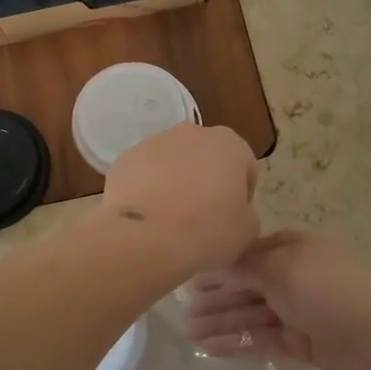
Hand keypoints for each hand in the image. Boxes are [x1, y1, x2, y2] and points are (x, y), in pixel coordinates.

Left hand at [96, 123, 259, 276]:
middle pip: (205, 157)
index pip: (244, 165)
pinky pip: (143, 174)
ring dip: (175, 183)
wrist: (145, 236)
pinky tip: (147, 216)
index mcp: (228, 143)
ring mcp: (152, 142)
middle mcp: (190, 133)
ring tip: (171, 219)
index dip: (243, 193)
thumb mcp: (247, 230)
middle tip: (203, 216)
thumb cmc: (207, 229)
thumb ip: (246, 213)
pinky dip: (146, 189)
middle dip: (206, 181)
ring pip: (172, 163)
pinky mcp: (124, 158)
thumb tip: (233, 213)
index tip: (234, 217)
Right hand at [181, 230, 370, 369]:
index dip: (216, 266)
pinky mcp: (300, 343)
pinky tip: (211, 350)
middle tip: (180, 312)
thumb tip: (216, 257)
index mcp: (290, 248)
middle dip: (214, 297)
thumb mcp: (283, 267)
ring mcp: (296, 311)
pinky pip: (261, 340)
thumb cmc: (331, 289)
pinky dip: (237, 344)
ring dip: (220, 322)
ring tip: (188, 334)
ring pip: (249, 315)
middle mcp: (291, 276)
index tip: (185, 275)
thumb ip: (245, 265)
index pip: (245, 254)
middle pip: (244, 286)